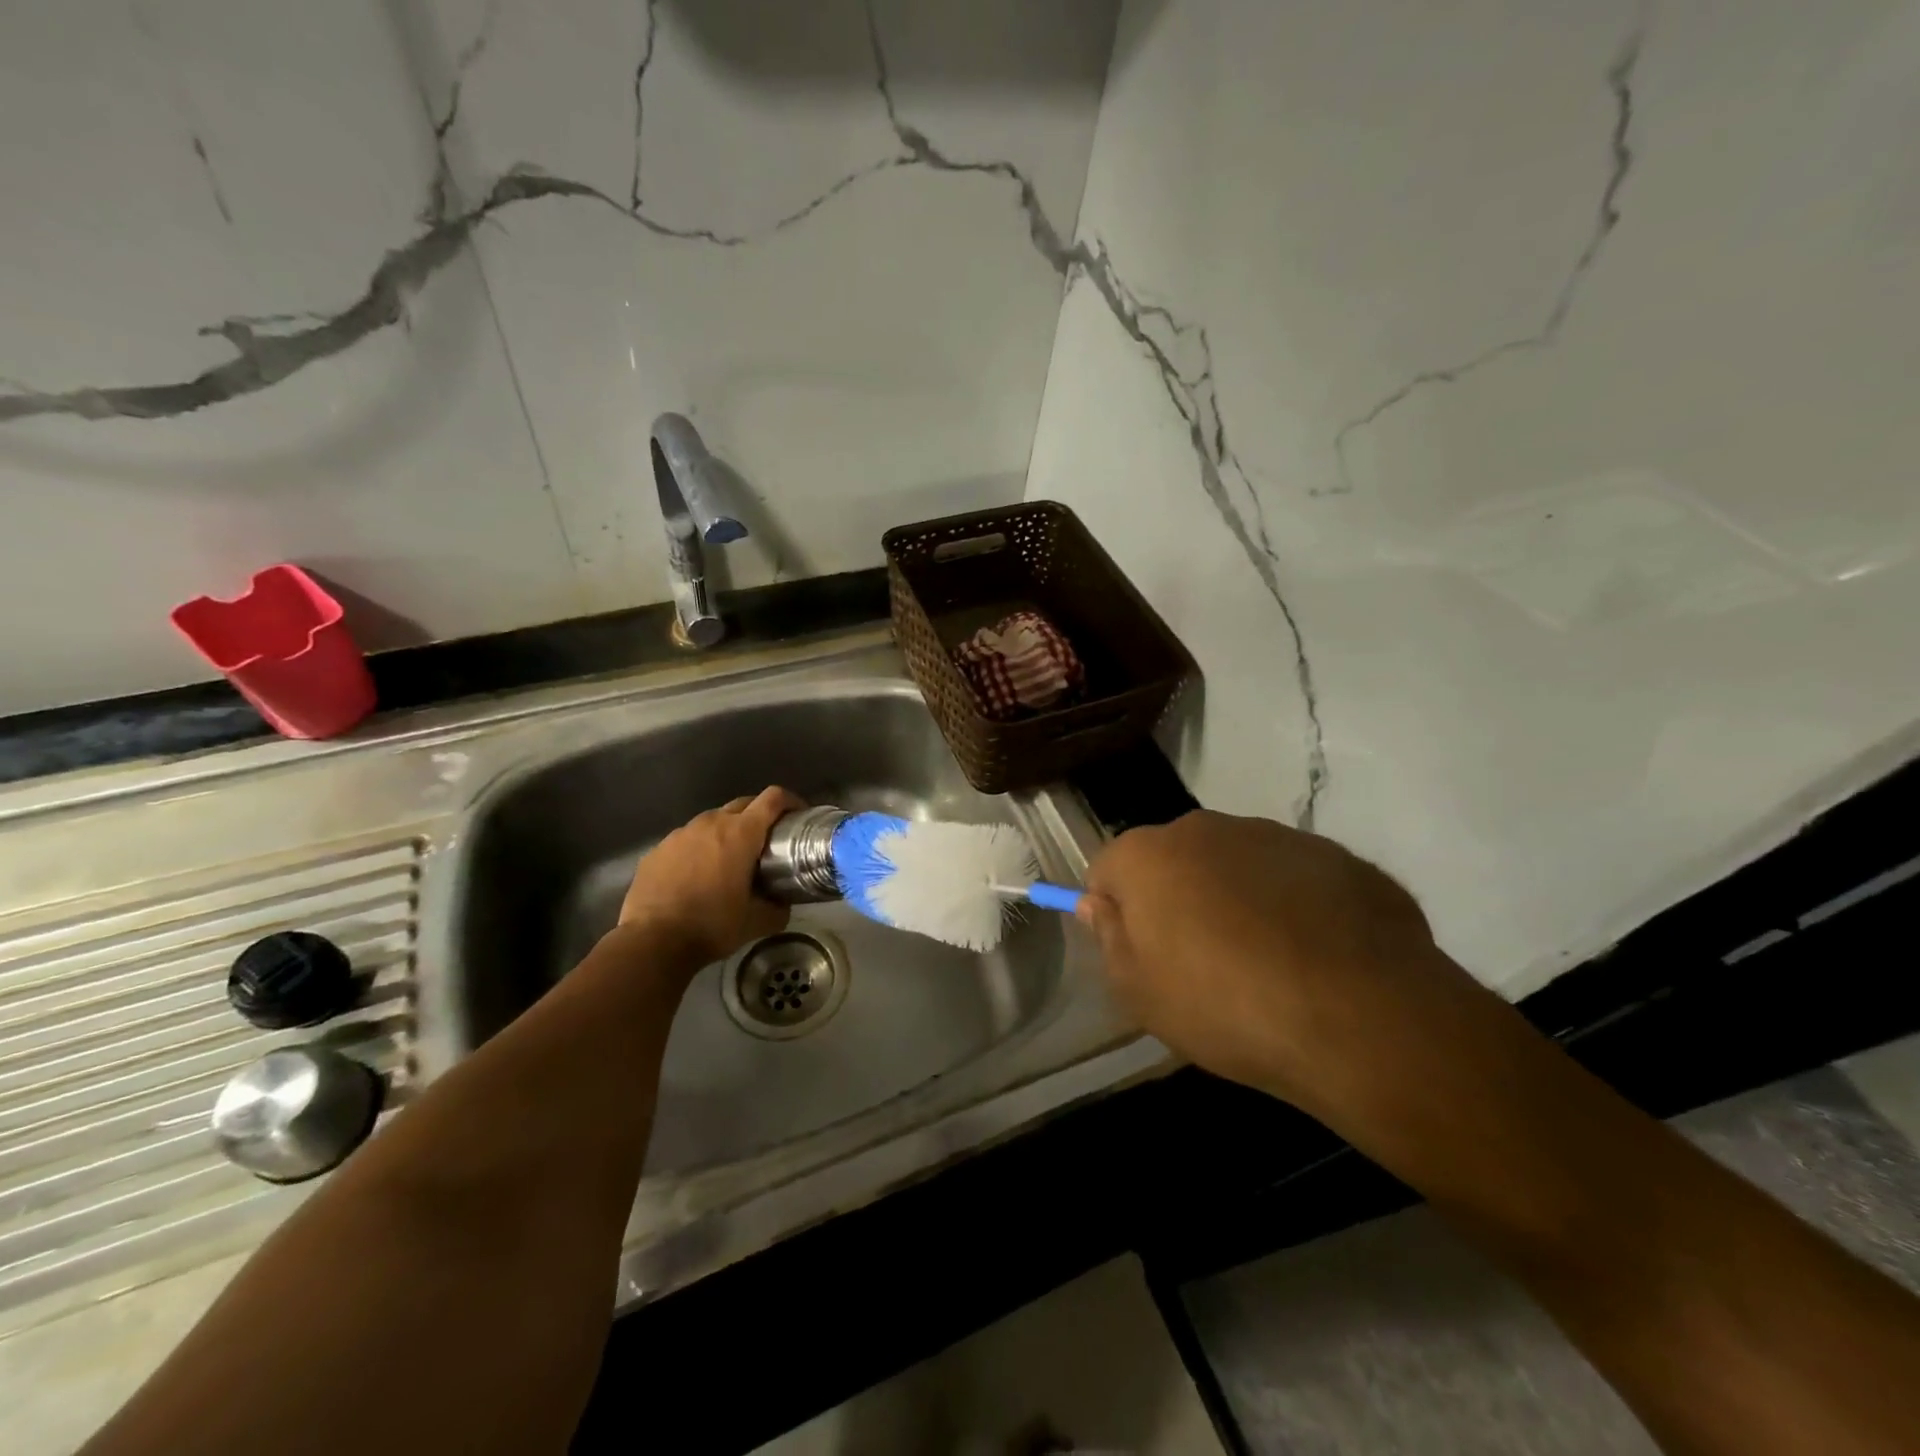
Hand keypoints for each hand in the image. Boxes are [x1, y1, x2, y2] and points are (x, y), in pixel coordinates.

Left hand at [616, 786, 803, 969]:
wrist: (652, 941)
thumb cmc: (712, 926)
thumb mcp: (758, 922)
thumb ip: (779, 907)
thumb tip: (784, 903)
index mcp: (741, 833)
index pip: (773, 798)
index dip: (791, 801)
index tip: (799, 816)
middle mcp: (711, 823)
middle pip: (744, 803)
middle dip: (760, 815)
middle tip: (769, 841)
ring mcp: (680, 834)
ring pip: (713, 821)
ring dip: (728, 832)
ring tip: (731, 860)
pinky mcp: (658, 849)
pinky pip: (687, 840)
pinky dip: (700, 849)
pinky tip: (697, 876)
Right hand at [1078, 810, 1473, 1111]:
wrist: (1360, 1016)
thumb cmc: (1224, 1006)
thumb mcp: (1140, 993)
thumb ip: (1109, 938)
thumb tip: (1098, 903)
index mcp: (1149, 855)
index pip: (1108, 869)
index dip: (1117, 912)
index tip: (1140, 955)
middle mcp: (1207, 828)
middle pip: (1173, 860)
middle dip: (1177, 899)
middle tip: (1201, 963)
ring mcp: (1276, 835)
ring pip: (1236, 864)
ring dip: (1236, 899)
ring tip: (1267, 965)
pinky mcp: (1336, 855)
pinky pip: (1294, 878)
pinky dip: (1293, 906)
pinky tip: (1315, 958)